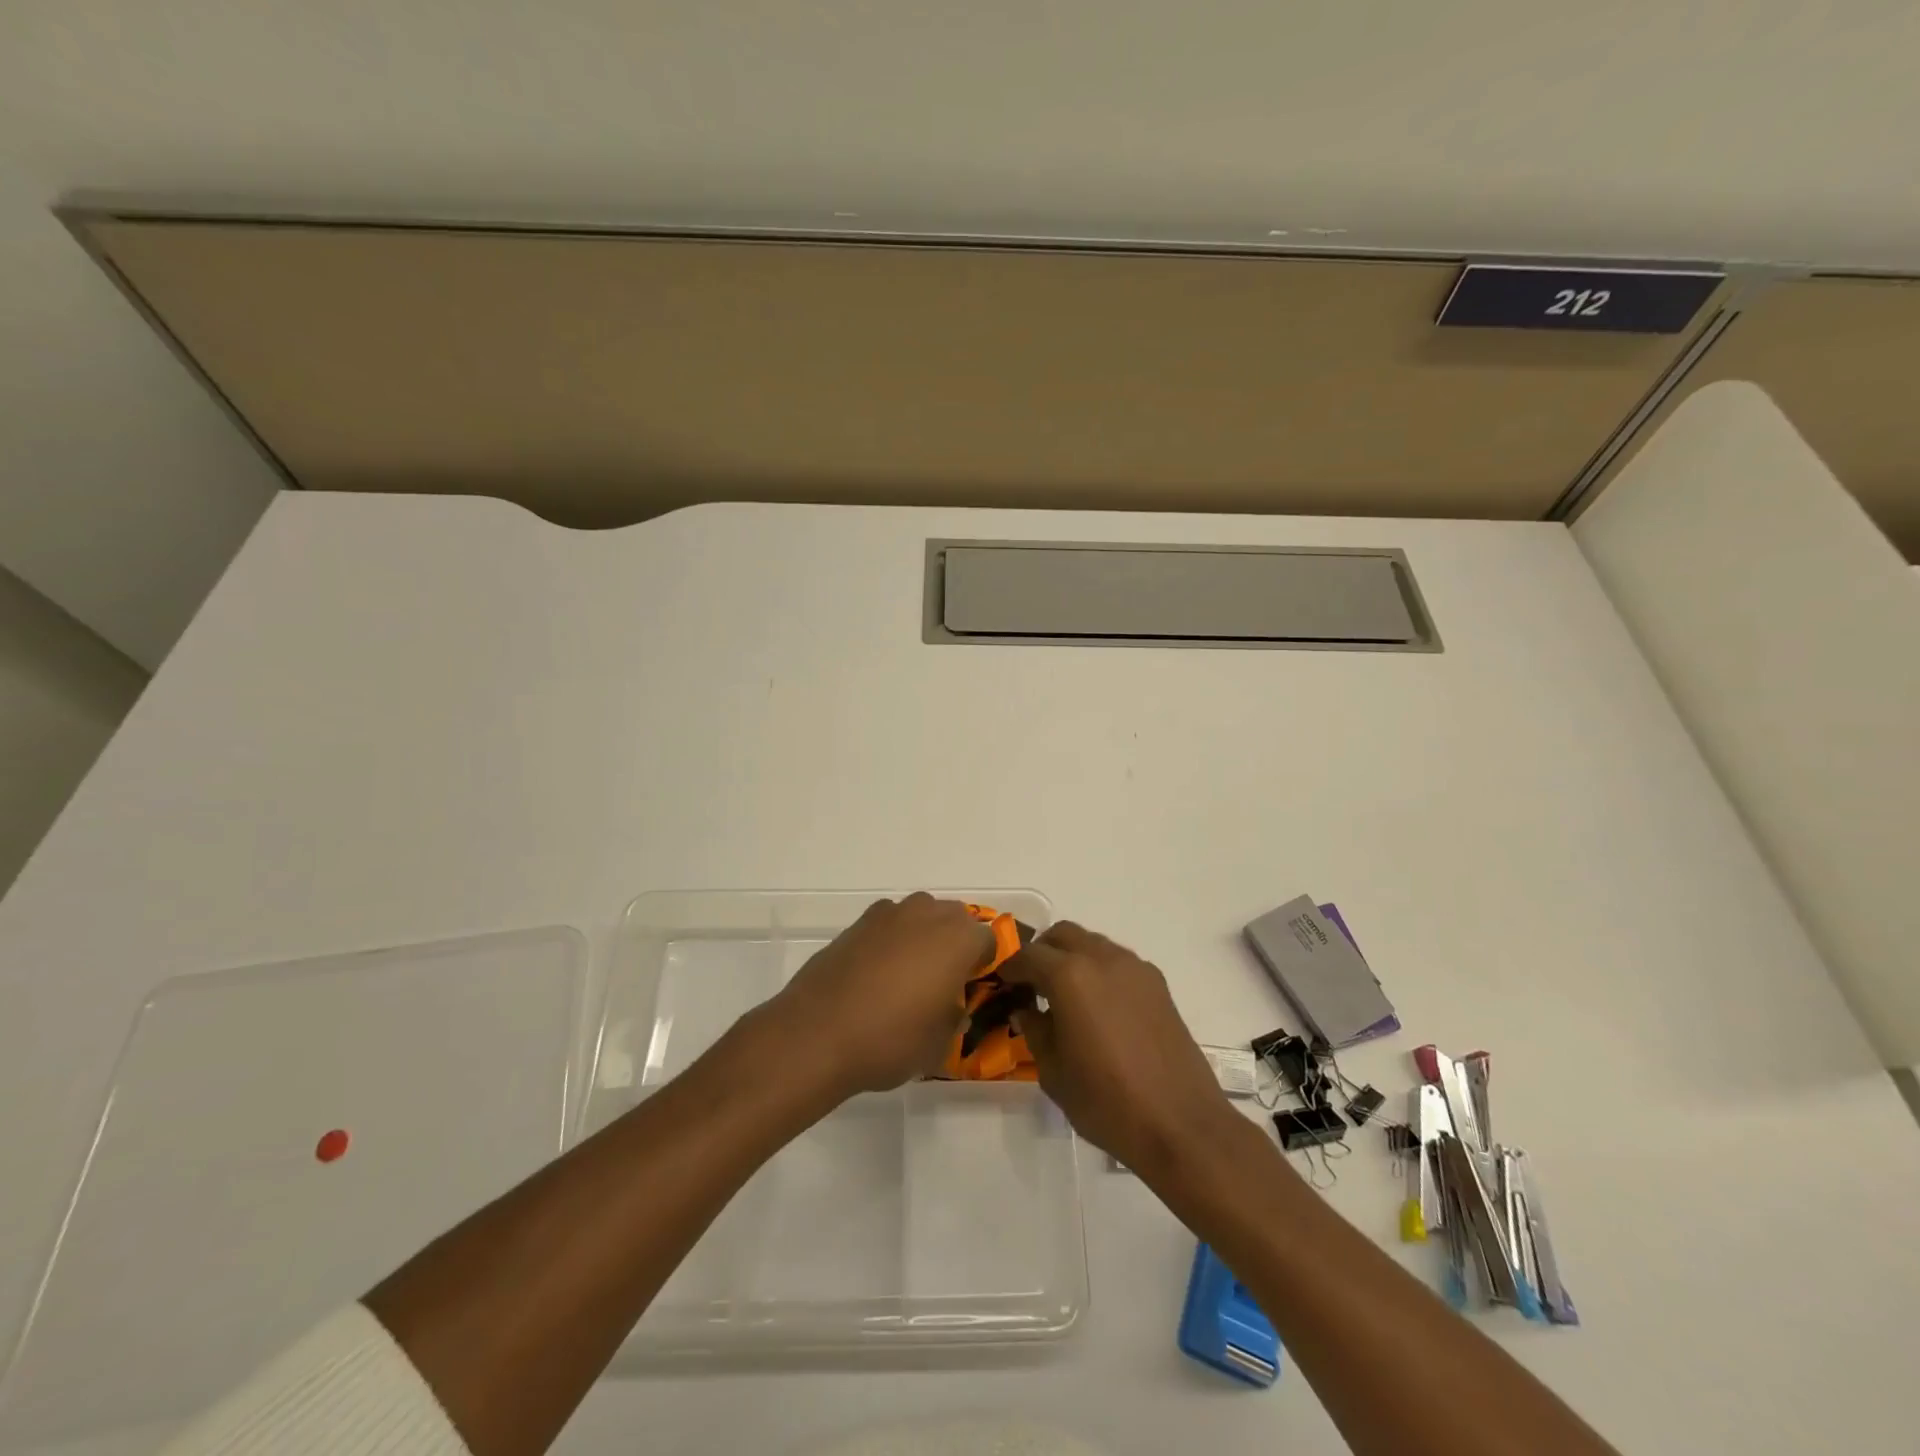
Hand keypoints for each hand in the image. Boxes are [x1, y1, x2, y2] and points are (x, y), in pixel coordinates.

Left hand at [766, 894, 995, 1097]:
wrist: (817, 1033)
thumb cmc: (890, 1039)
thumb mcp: (939, 1043)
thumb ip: (955, 1016)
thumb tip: (952, 1006)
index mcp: (958, 939)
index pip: (989, 940)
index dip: (985, 964)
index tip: (975, 988)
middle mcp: (927, 915)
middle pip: (955, 918)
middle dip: (956, 943)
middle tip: (946, 981)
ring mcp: (889, 914)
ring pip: (920, 915)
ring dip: (923, 936)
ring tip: (910, 976)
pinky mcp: (857, 923)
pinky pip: (889, 924)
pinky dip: (891, 940)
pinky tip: (878, 973)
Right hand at [1003, 921, 1241, 1180]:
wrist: (1180, 1124)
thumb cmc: (1106, 1102)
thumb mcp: (1053, 1071)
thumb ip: (1034, 1030)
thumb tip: (1025, 1010)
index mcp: (1069, 976)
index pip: (1027, 955)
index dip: (1009, 968)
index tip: (1001, 984)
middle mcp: (1102, 958)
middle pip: (1062, 935)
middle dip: (1042, 952)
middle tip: (1031, 985)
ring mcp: (1134, 967)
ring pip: (1092, 943)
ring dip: (1072, 958)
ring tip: (1065, 997)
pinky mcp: (1157, 984)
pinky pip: (1118, 962)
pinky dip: (1099, 970)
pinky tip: (1099, 1008)